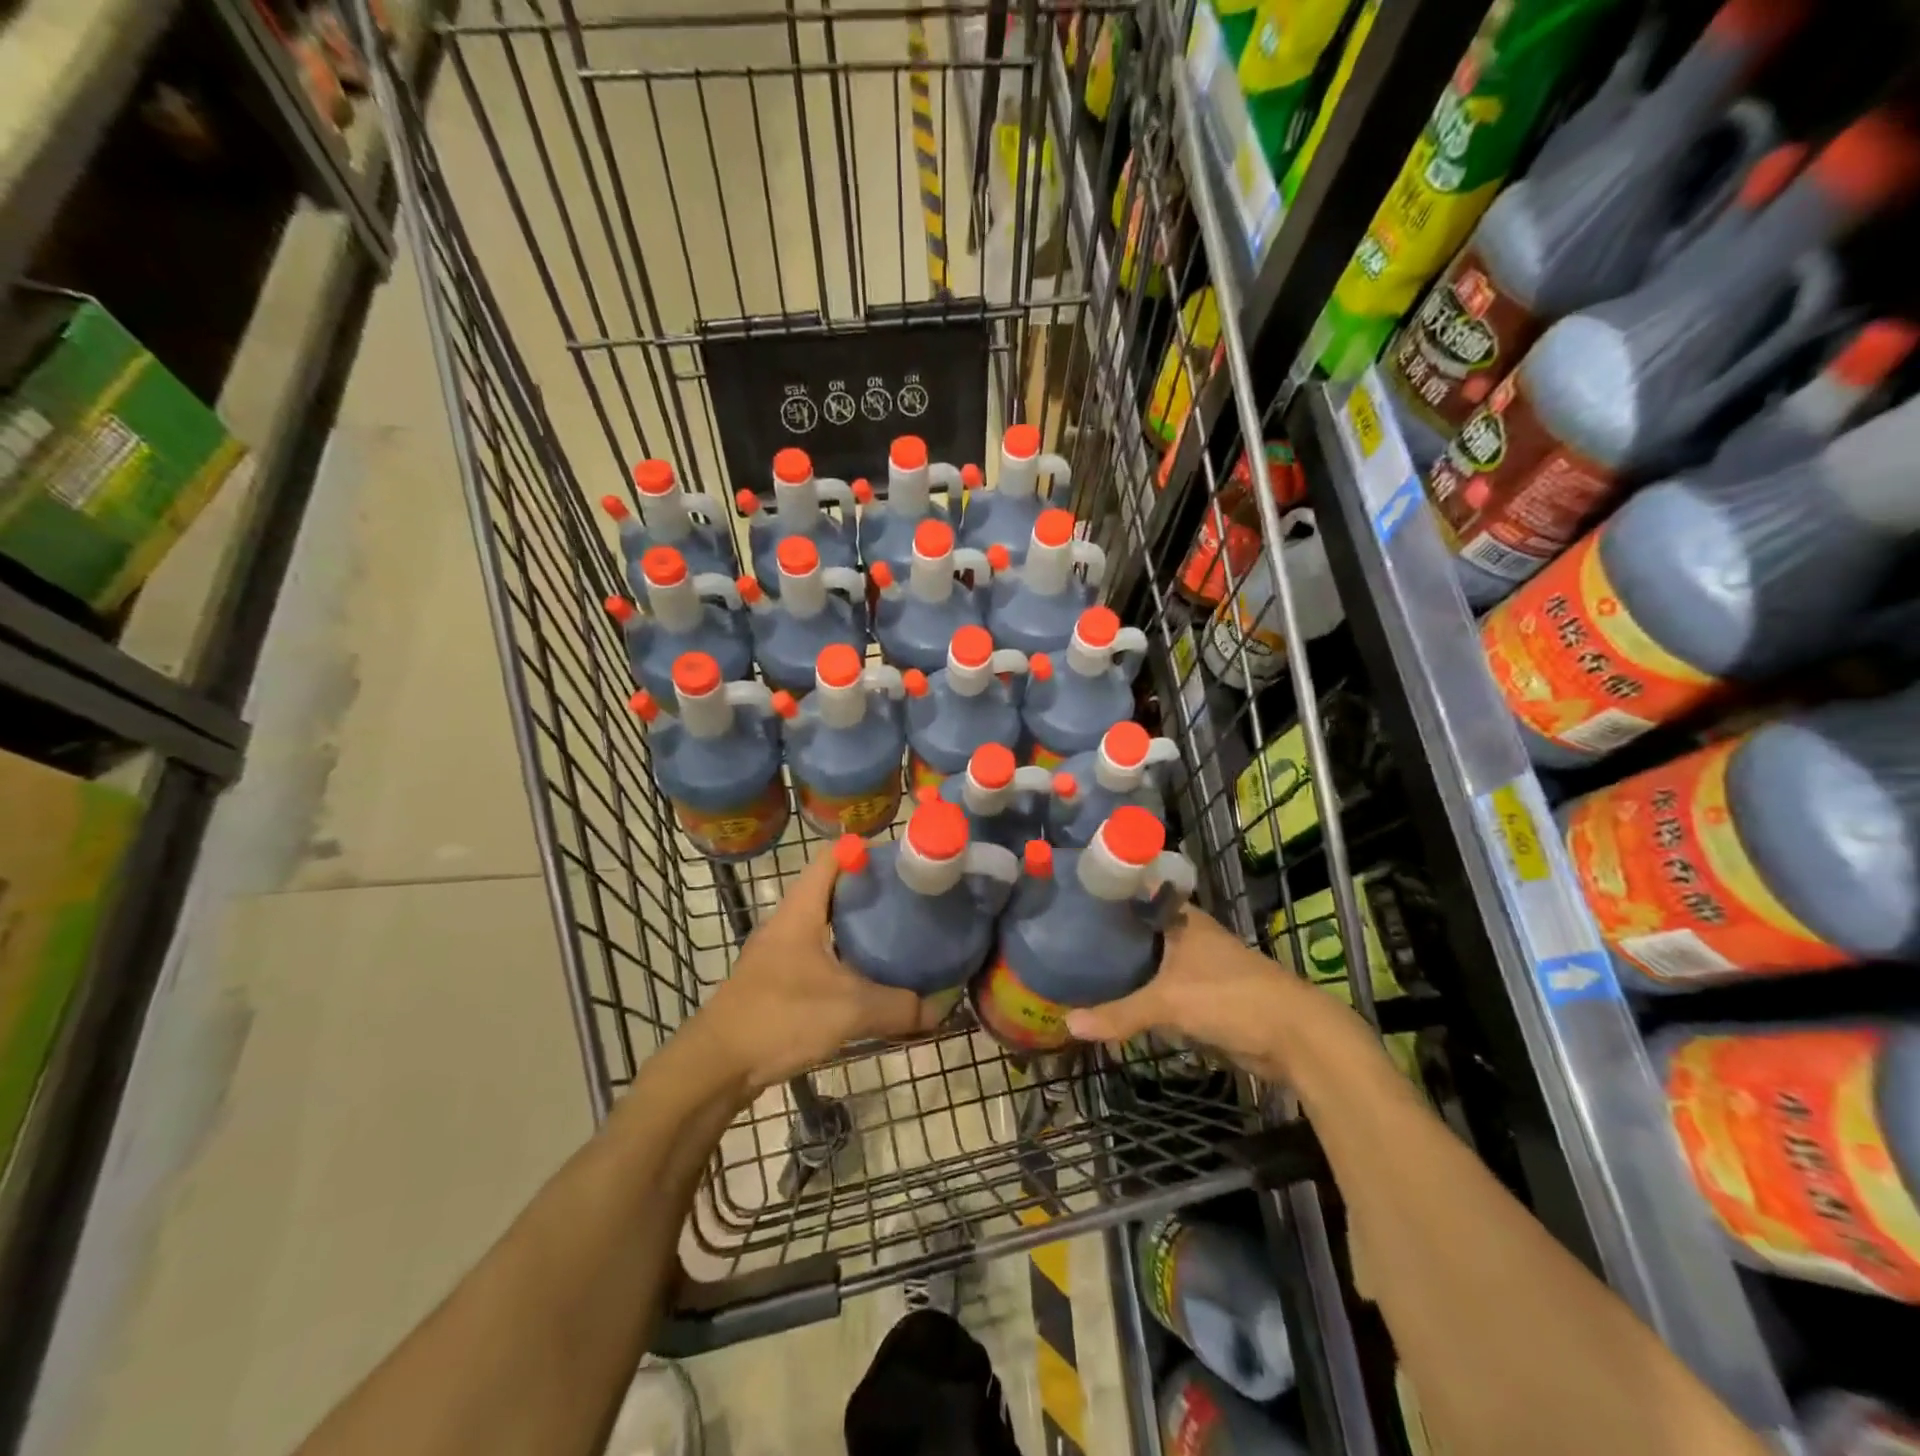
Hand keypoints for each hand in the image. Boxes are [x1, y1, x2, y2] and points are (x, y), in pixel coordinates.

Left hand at [695, 849, 939, 1091]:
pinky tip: (867, 977)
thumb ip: (898, 1007)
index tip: (900, 860)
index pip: (831, 858)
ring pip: (824, 926)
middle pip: (831, 890)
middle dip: (869, 891)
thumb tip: (939, 1010)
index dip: (864, 850)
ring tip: (897, 934)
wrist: (716, 1066)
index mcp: (800, 911)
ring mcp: (778, 953)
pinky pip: (817, 956)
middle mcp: (787, 923)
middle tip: (910, 899)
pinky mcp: (775, 982)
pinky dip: (843, 958)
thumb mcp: (849, 1010)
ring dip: (856, 927)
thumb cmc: (780, 1017)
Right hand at [1064, 906, 1324, 1081]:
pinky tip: (1117, 1000)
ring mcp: (1200, 966)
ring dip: (1128, 968)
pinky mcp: (1207, 996)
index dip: (1109, 894)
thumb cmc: (1230, 998)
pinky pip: (1165, 990)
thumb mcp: (1168, 1003)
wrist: (1295, 1037)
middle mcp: (1190, 935)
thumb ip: (1120, 1014)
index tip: (1074, 897)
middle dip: (1112, 936)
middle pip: (1143, 930)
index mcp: (1182, 918)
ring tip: (1083, 967)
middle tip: (1067, 937)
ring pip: (1154, 961)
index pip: (1138, 893)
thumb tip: (1068, 1025)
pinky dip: (1145, 995)